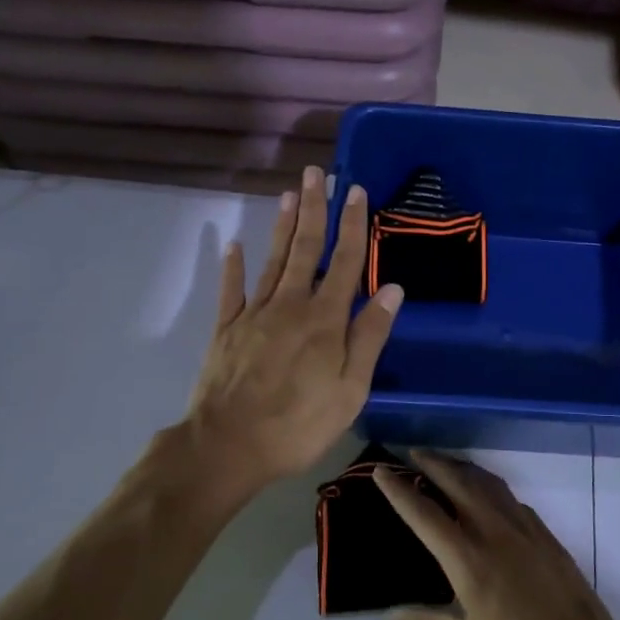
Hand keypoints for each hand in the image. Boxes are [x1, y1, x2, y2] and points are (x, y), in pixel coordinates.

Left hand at [181, 165, 402, 506]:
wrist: (228, 446)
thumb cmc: (300, 423)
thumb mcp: (351, 389)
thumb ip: (370, 336)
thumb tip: (393, 290)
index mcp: (325, 319)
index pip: (345, 261)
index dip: (353, 224)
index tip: (356, 191)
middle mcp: (290, 305)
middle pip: (306, 248)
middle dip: (314, 209)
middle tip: (317, 173)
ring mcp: (254, 314)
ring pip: (272, 260)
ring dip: (282, 225)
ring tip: (289, 194)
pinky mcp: (226, 329)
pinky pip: (231, 290)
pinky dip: (233, 266)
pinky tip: (234, 244)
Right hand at [374, 451, 619, 619]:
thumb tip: (388, 615)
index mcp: (470, 562)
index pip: (426, 516)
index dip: (400, 492)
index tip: (381, 471)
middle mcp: (496, 534)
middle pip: (460, 484)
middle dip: (434, 464)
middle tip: (412, 452)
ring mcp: (526, 531)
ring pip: (489, 485)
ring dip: (463, 468)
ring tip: (444, 464)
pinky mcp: (547, 537)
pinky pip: (511, 498)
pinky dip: (490, 487)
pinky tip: (486, 496)